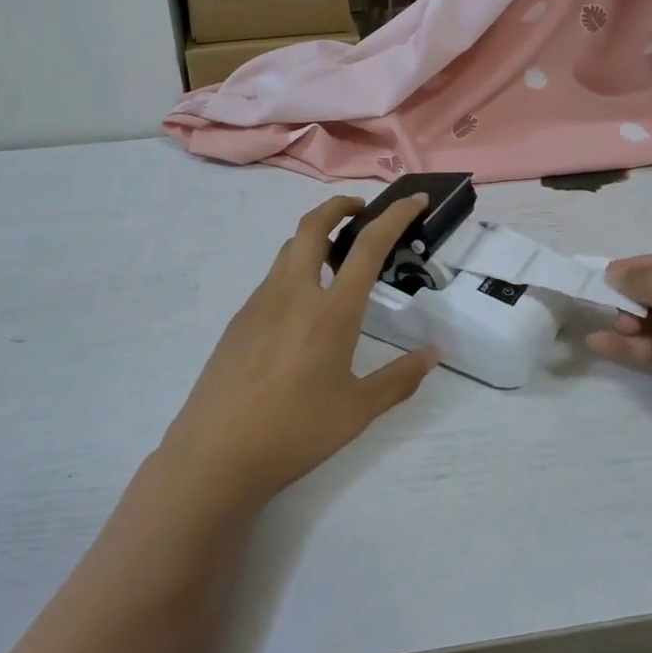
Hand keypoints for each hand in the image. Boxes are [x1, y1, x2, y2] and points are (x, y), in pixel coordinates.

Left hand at [157, 194, 439, 512]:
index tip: (413, 200)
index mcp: (331, 311)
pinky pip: (273, 279)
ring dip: (316, 238)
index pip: (368, 246)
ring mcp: (260, 302)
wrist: (216, 453)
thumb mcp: (357, 411)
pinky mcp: (240, 318)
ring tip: (337, 263)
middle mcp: (294, 293)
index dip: (394, 216)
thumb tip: (434, 354)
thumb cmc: (295, 432)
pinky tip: (304, 311)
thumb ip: (399, 379)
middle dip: (340, 206)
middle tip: (362, 214)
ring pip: (290, 249)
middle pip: (313, 224)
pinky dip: (296, 271)